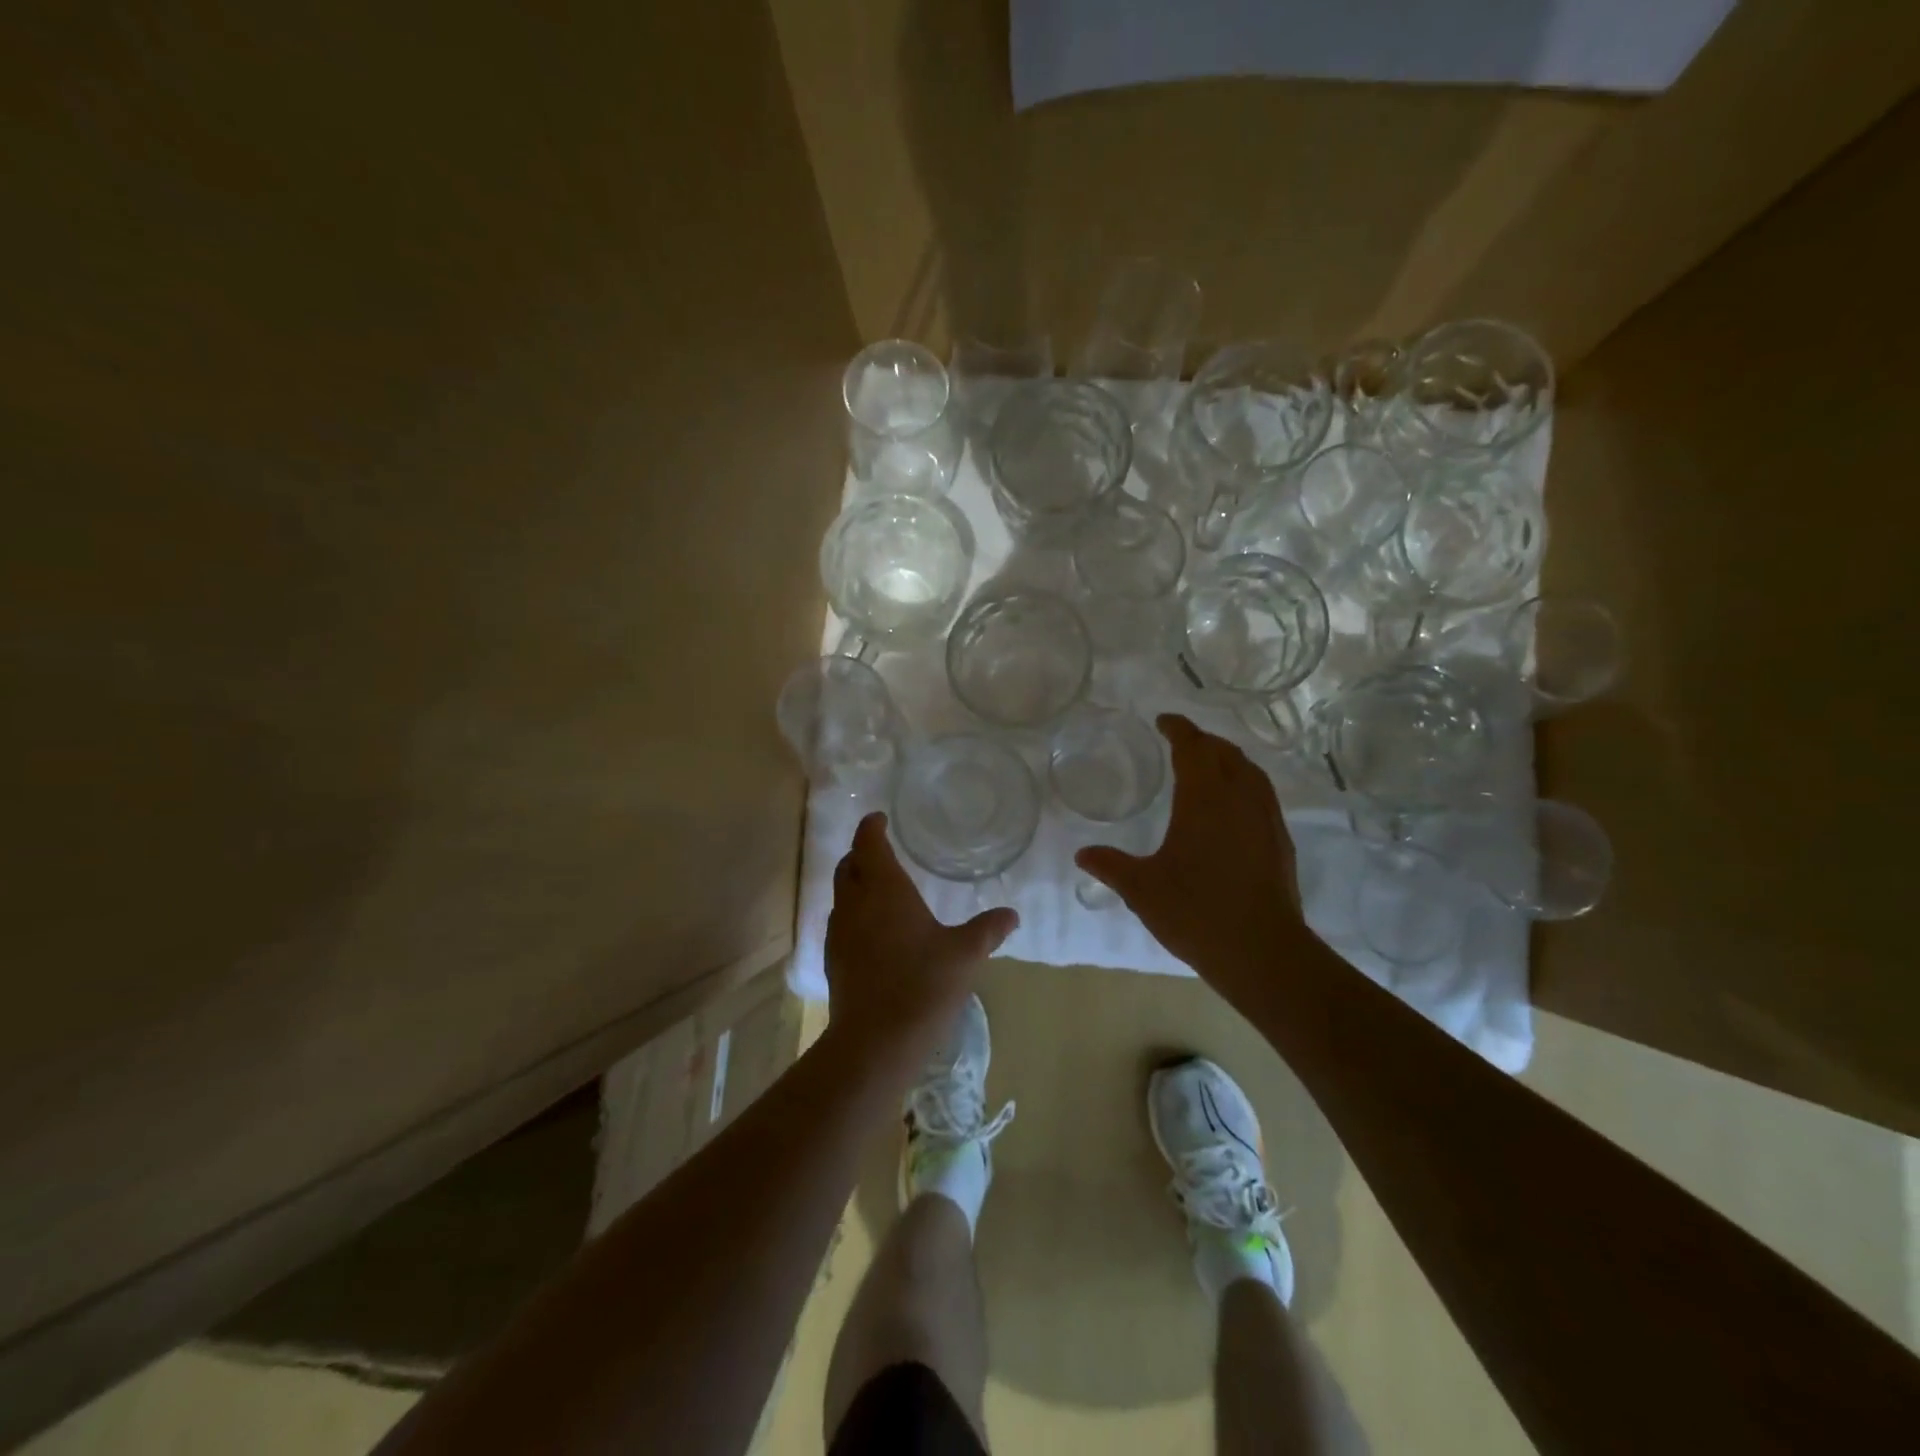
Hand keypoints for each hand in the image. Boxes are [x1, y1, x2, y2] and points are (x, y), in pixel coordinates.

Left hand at [824, 813, 1018, 1070]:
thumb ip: (988, 929)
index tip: (879, 819)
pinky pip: (841, 921)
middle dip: (862, 853)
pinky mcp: (833, 959)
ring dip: (855, 882)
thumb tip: (1012, 915)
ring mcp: (839, 932)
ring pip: (842, 894)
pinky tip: (874, 930)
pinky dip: (854, 912)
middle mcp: (855, 903)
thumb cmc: (923, 984)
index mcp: (884, 889)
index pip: (869, 843)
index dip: (871, 827)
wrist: (875, 1040)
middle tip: (881, 850)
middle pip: (849, 865)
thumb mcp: (965, 954)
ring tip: (879, 888)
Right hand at [1076, 714, 1310, 1002]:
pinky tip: (1232, 808)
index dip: (1178, 729)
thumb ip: (1111, 865)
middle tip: (1181, 743)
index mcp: (1204, 798)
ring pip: (1250, 772)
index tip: (1163, 721)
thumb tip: (1082, 855)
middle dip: (1203, 741)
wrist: (1262, 952)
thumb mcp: (1142, 889)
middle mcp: (1240, 798)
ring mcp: (1266, 819)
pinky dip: (1244, 785)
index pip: (1193, 747)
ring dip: (1228, 759)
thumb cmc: (1195, 912)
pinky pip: (1262, 796)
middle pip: (1225, 752)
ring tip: (1209, 766)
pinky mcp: (1280, 842)